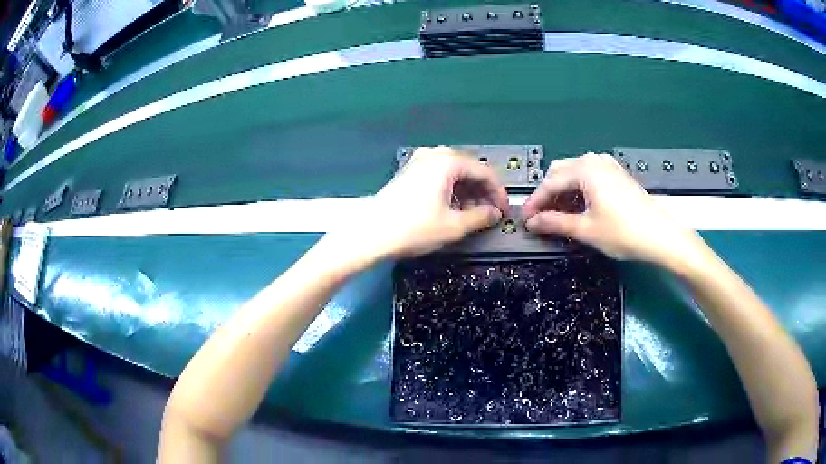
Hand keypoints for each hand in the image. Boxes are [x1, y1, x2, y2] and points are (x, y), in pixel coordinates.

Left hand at [336, 147, 508, 260]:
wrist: (370, 234)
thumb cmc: (413, 228)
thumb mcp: (453, 226)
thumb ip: (480, 217)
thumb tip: (495, 214)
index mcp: (448, 161)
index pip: (485, 172)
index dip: (499, 192)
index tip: (504, 211)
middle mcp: (434, 155)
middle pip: (469, 169)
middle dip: (483, 192)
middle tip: (490, 214)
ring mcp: (419, 161)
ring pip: (454, 173)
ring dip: (467, 192)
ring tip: (472, 215)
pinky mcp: (409, 172)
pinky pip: (439, 176)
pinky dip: (451, 190)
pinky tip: (452, 209)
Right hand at [522, 153, 702, 264]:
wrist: (660, 236)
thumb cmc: (624, 232)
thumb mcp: (586, 230)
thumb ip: (555, 223)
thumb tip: (532, 222)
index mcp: (585, 169)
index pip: (550, 183)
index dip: (535, 202)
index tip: (524, 219)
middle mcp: (595, 161)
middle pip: (560, 172)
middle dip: (548, 194)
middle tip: (541, 217)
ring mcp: (608, 165)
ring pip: (575, 173)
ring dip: (563, 191)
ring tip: (558, 215)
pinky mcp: (617, 174)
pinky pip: (589, 176)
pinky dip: (578, 189)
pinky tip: (579, 206)